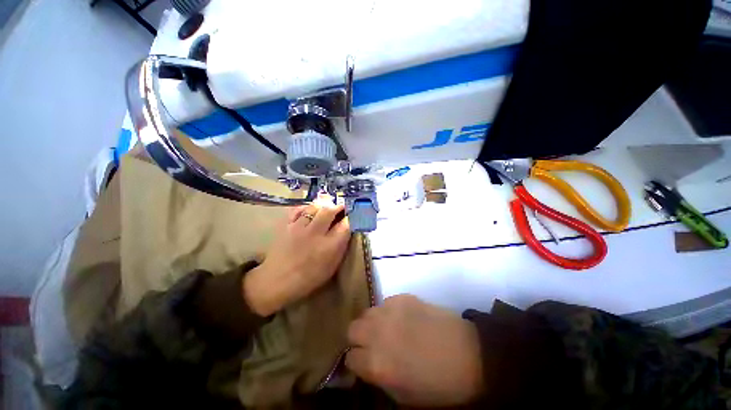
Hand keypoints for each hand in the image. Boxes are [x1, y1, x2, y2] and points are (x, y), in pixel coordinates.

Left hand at [243, 198, 350, 315]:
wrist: (277, 281)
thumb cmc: (309, 277)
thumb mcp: (332, 266)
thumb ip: (341, 247)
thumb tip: (347, 230)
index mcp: (329, 246)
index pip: (345, 225)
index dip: (350, 218)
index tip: (351, 217)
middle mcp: (316, 233)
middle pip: (330, 211)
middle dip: (338, 207)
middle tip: (341, 209)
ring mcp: (299, 227)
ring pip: (314, 207)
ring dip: (323, 206)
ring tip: (326, 209)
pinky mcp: (287, 225)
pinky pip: (298, 209)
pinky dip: (306, 208)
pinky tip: (310, 211)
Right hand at [346, 295, 483, 406]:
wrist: (468, 354)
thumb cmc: (438, 384)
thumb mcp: (404, 397)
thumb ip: (378, 379)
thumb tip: (367, 364)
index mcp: (377, 364)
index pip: (350, 357)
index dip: (356, 362)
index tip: (364, 362)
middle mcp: (378, 333)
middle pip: (352, 328)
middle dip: (359, 337)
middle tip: (373, 343)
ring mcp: (391, 310)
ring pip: (367, 312)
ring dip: (373, 322)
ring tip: (388, 329)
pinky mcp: (403, 297)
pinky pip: (386, 303)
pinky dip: (389, 312)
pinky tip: (404, 319)